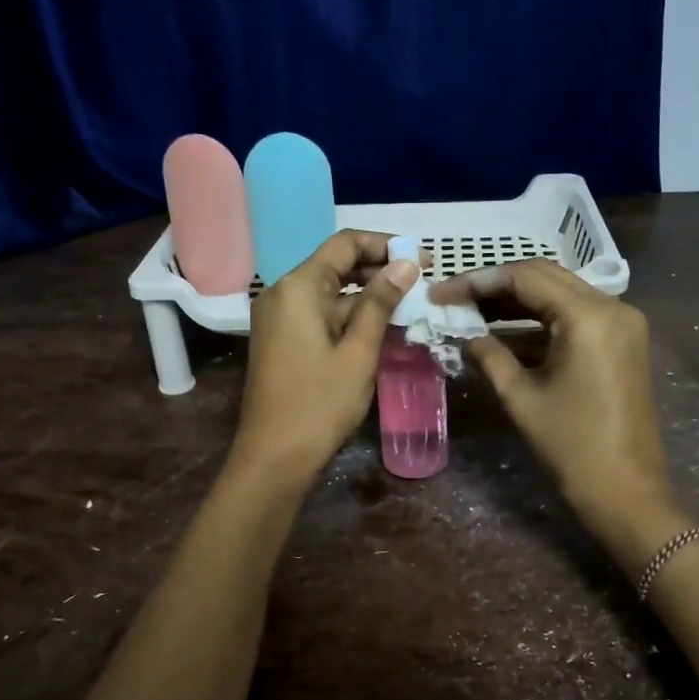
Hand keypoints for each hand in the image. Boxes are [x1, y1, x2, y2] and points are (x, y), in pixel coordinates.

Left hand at [230, 231, 417, 486]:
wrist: (275, 456)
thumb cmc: (320, 403)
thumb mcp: (359, 351)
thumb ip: (381, 302)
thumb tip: (407, 263)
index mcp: (299, 287)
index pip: (345, 244)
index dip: (386, 245)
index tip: (423, 259)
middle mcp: (283, 293)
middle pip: (336, 265)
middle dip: (379, 270)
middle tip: (422, 284)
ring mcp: (278, 318)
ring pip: (330, 293)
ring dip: (367, 297)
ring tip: (409, 308)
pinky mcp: (280, 340)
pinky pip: (319, 314)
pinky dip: (348, 316)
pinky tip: (379, 329)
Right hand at [430, 261, 684, 567]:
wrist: (626, 491)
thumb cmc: (571, 445)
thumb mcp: (521, 397)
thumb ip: (489, 355)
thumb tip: (465, 335)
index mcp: (588, 315)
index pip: (525, 277)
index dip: (477, 281)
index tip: (441, 295)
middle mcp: (612, 306)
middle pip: (545, 277)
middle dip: (496, 287)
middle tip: (455, 301)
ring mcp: (622, 323)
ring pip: (560, 295)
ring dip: (517, 303)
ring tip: (472, 315)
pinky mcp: (622, 342)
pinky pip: (575, 318)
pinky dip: (540, 322)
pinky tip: (504, 334)